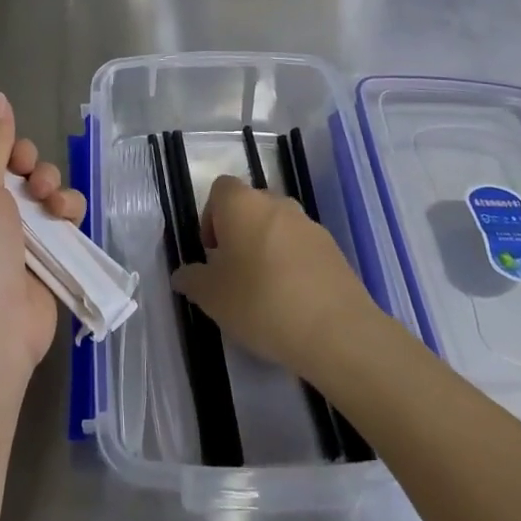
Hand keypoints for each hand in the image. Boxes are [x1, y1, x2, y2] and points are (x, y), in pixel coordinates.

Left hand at [0, 92, 85, 396]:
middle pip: (4, 166)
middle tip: (27, 168)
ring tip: (48, 197)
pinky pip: (56, 220)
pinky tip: (67, 215)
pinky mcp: (37, 256)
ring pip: (35, 190)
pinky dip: (65, 211)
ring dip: (48, 184)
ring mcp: (4, 237)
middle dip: (24, 161)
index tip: (3, 133)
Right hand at [171, 175, 375, 377]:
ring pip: (277, 228)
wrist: (336, 331)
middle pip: (250, 207)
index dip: (210, 217)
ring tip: (264, 292)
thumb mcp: (212, 297)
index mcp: (242, 204)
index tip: (212, 253)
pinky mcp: (333, 249)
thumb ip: (192, 279)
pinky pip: (302, 248)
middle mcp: (277, 203)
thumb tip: (184, 274)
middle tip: (234, 274)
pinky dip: (292, 265)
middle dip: (239, 234)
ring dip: (266, 249)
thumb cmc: (261, 302)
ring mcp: (309, 225)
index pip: (220, 189)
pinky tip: (292, 302)